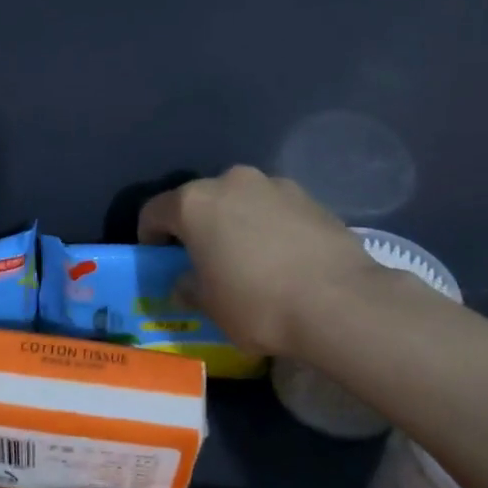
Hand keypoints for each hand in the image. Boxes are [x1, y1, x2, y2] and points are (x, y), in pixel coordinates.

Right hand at [138, 166, 382, 358]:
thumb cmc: (257, 303)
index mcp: (195, 203)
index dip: (149, 236)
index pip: (154, 211)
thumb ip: (189, 288)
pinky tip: (281, 259)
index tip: (157, 260)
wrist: (339, 301)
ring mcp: (274, 185)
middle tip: (203, 260)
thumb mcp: (211, 306)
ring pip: (240, 202)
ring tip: (247, 260)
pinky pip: (274, 210)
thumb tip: (185, 284)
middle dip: (196, 227)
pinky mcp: (310, 197)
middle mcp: (231, 181)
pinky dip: (268, 227)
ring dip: (234, 223)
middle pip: (200, 201)